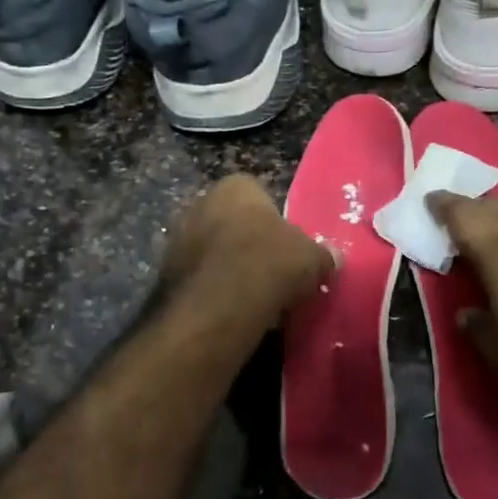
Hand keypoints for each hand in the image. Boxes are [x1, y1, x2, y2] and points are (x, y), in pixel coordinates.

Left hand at [161, 175, 334, 321]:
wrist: (218, 308)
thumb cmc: (269, 264)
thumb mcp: (311, 257)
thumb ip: (322, 254)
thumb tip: (332, 257)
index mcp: (234, 187)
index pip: (258, 193)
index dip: (275, 220)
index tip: (288, 246)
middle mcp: (199, 203)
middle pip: (232, 222)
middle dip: (249, 243)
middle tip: (273, 271)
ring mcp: (177, 239)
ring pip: (213, 252)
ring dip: (229, 269)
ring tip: (254, 296)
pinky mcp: (165, 276)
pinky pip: (199, 279)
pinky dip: (213, 291)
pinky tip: (232, 311)